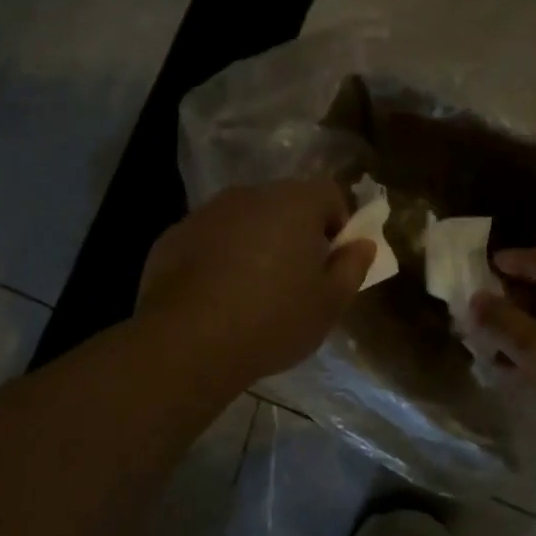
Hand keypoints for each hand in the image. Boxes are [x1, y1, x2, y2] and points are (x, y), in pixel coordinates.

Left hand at [137, 180, 374, 382]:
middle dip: (295, 232)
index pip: (329, 193)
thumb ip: (352, 267)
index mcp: (294, 203)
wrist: (187, 342)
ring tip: (252, 291)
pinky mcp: (173, 236)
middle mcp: (249, 194)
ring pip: (244, 219)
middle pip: (284, 203)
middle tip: (296, 278)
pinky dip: (218, 256)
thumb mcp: (328, 304)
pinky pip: (210, 238)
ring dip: (255, 242)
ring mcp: (206, 212)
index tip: (332, 260)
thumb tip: (362, 244)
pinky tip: (215, 296)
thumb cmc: (272, 320)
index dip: (338, 223)